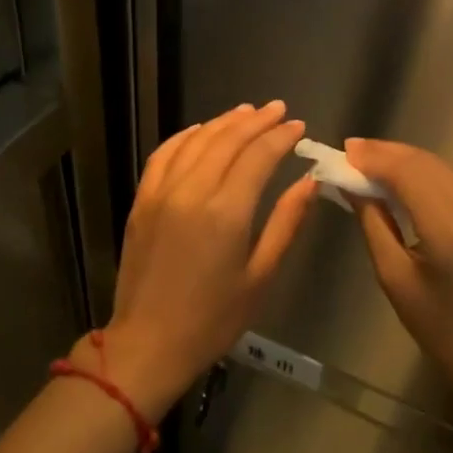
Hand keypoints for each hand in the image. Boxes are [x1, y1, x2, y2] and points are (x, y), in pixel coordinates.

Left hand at [96, 102, 315, 419]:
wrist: (148, 343)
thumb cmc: (213, 319)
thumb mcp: (261, 276)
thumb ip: (286, 223)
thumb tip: (309, 182)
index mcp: (226, 212)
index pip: (258, 156)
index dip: (281, 137)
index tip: (298, 126)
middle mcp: (192, 191)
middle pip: (228, 140)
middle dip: (257, 121)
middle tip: (278, 110)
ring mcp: (162, 192)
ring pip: (196, 141)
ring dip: (224, 122)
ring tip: (247, 112)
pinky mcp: (142, 200)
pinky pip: (164, 154)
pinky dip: (185, 136)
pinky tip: (201, 130)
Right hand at [345, 139, 452, 413]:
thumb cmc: (442, 330)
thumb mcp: (396, 280)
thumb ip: (374, 224)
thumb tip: (351, 186)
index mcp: (452, 232)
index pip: (409, 174)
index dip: (375, 157)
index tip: (344, 151)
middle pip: (427, 164)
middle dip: (387, 153)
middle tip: (351, 151)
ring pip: (443, 168)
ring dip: (406, 160)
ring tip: (370, 159)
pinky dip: (427, 174)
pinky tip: (403, 177)